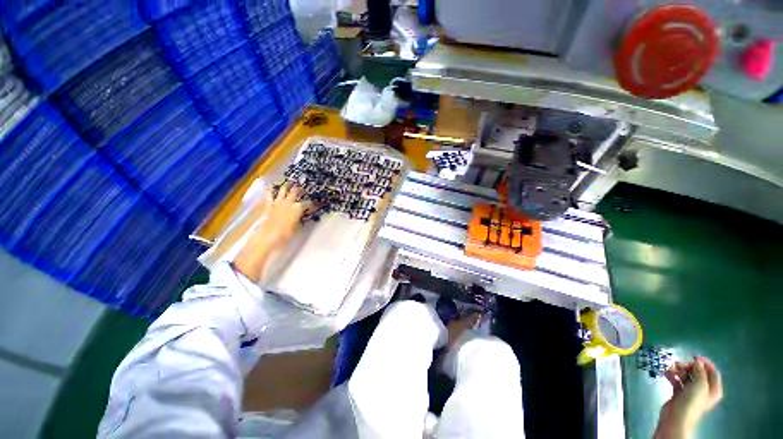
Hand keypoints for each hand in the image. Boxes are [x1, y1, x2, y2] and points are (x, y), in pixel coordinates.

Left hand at [233, 183, 306, 281]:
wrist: (267, 237)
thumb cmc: (285, 235)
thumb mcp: (296, 228)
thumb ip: (299, 219)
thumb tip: (301, 215)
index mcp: (298, 209)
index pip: (308, 203)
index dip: (312, 203)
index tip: (315, 204)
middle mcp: (289, 203)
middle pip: (295, 192)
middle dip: (300, 189)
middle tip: (303, 188)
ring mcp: (278, 203)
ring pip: (283, 190)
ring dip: (287, 185)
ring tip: (290, 181)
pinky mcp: (269, 205)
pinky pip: (270, 195)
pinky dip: (271, 190)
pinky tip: (271, 186)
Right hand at [654, 357, 722, 438]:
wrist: (677, 417)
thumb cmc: (692, 401)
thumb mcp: (700, 384)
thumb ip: (700, 371)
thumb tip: (697, 362)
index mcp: (713, 389)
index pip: (712, 372)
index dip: (704, 363)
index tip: (693, 356)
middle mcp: (704, 390)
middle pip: (698, 373)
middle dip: (688, 366)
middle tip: (679, 363)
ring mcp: (691, 392)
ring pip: (686, 376)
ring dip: (678, 370)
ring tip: (670, 367)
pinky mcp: (680, 393)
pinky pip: (677, 381)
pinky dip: (672, 375)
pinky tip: (666, 373)